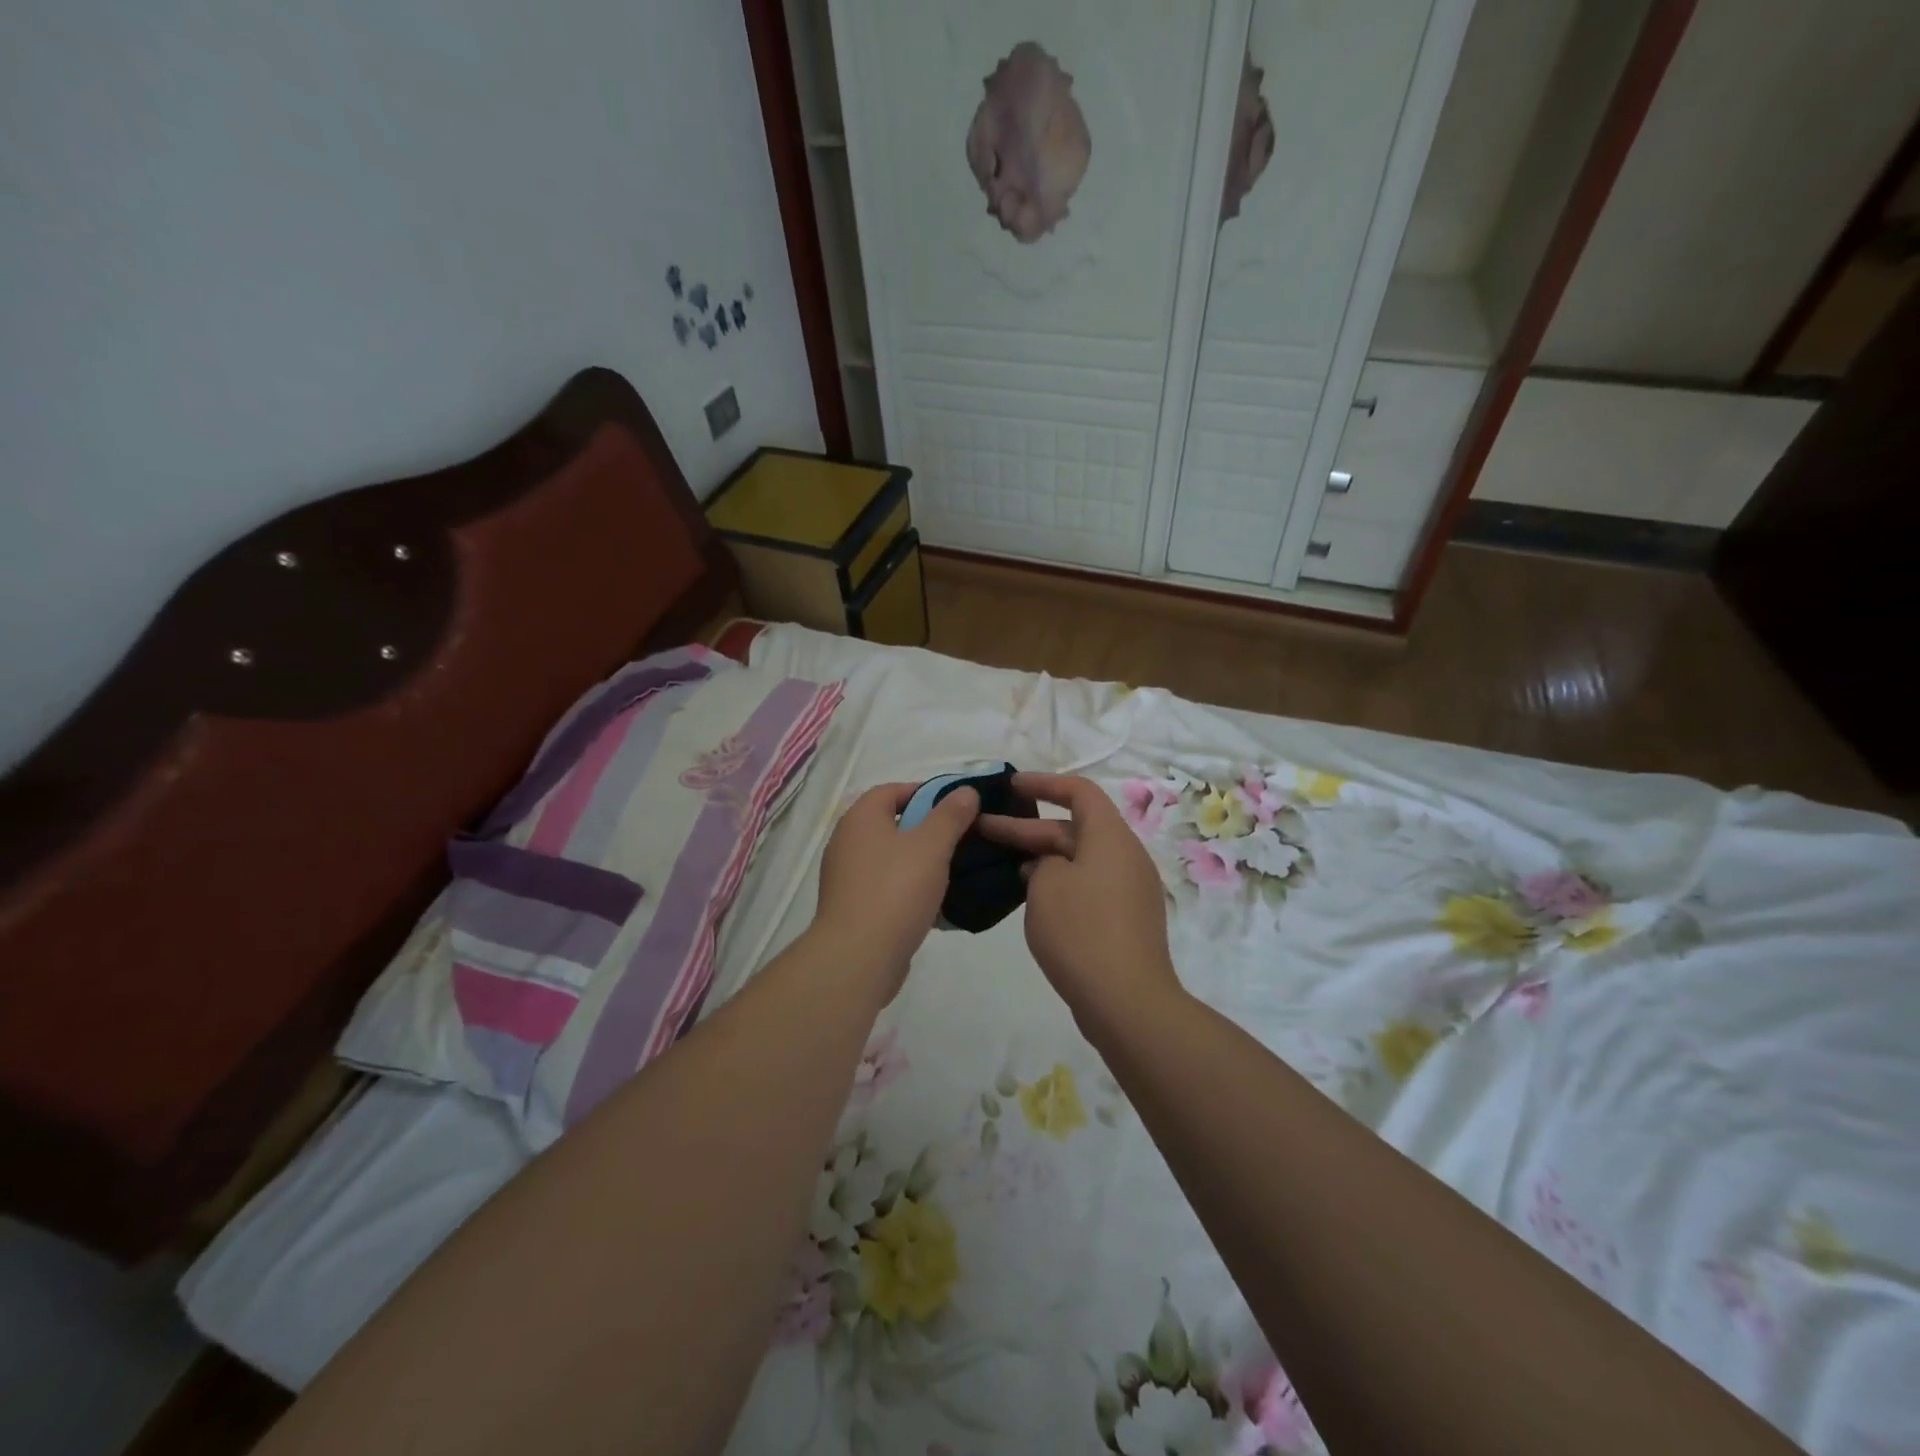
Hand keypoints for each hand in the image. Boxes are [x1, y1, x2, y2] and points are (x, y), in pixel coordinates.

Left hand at [811, 782, 979, 1003]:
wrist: (858, 958)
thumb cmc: (895, 891)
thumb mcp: (932, 846)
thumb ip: (950, 815)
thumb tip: (965, 791)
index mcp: (861, 818)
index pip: (892, 790)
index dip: (925, 792)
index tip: (956, 807)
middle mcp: (847, 842)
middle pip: (892, 824)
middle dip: (927, 829)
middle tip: (961, 838)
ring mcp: (846, 877)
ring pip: (891, 858)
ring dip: (920, 862)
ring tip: (955, 870)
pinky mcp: (852, 908)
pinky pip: (886, 888)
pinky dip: (909, 889)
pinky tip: (936, 903)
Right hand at [977, 772, 1182, 1030]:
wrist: (1126, 1002)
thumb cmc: (1082, 931)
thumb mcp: (1046, 885)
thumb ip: (1042, 862)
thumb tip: (1051, 866)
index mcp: (1111, 837)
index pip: (1079, 791)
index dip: (1044, 783)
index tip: (1010, 786)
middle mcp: (1126, 856)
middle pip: (1074, 828)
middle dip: (1029, 828)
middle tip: (984, 830)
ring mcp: (1130, 890)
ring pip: (1080, 859)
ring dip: (1043, 858)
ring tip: (1004, 865)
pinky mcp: (1126, 920)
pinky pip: (1089, 886)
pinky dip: (1060, 883)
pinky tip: (1033, 899)